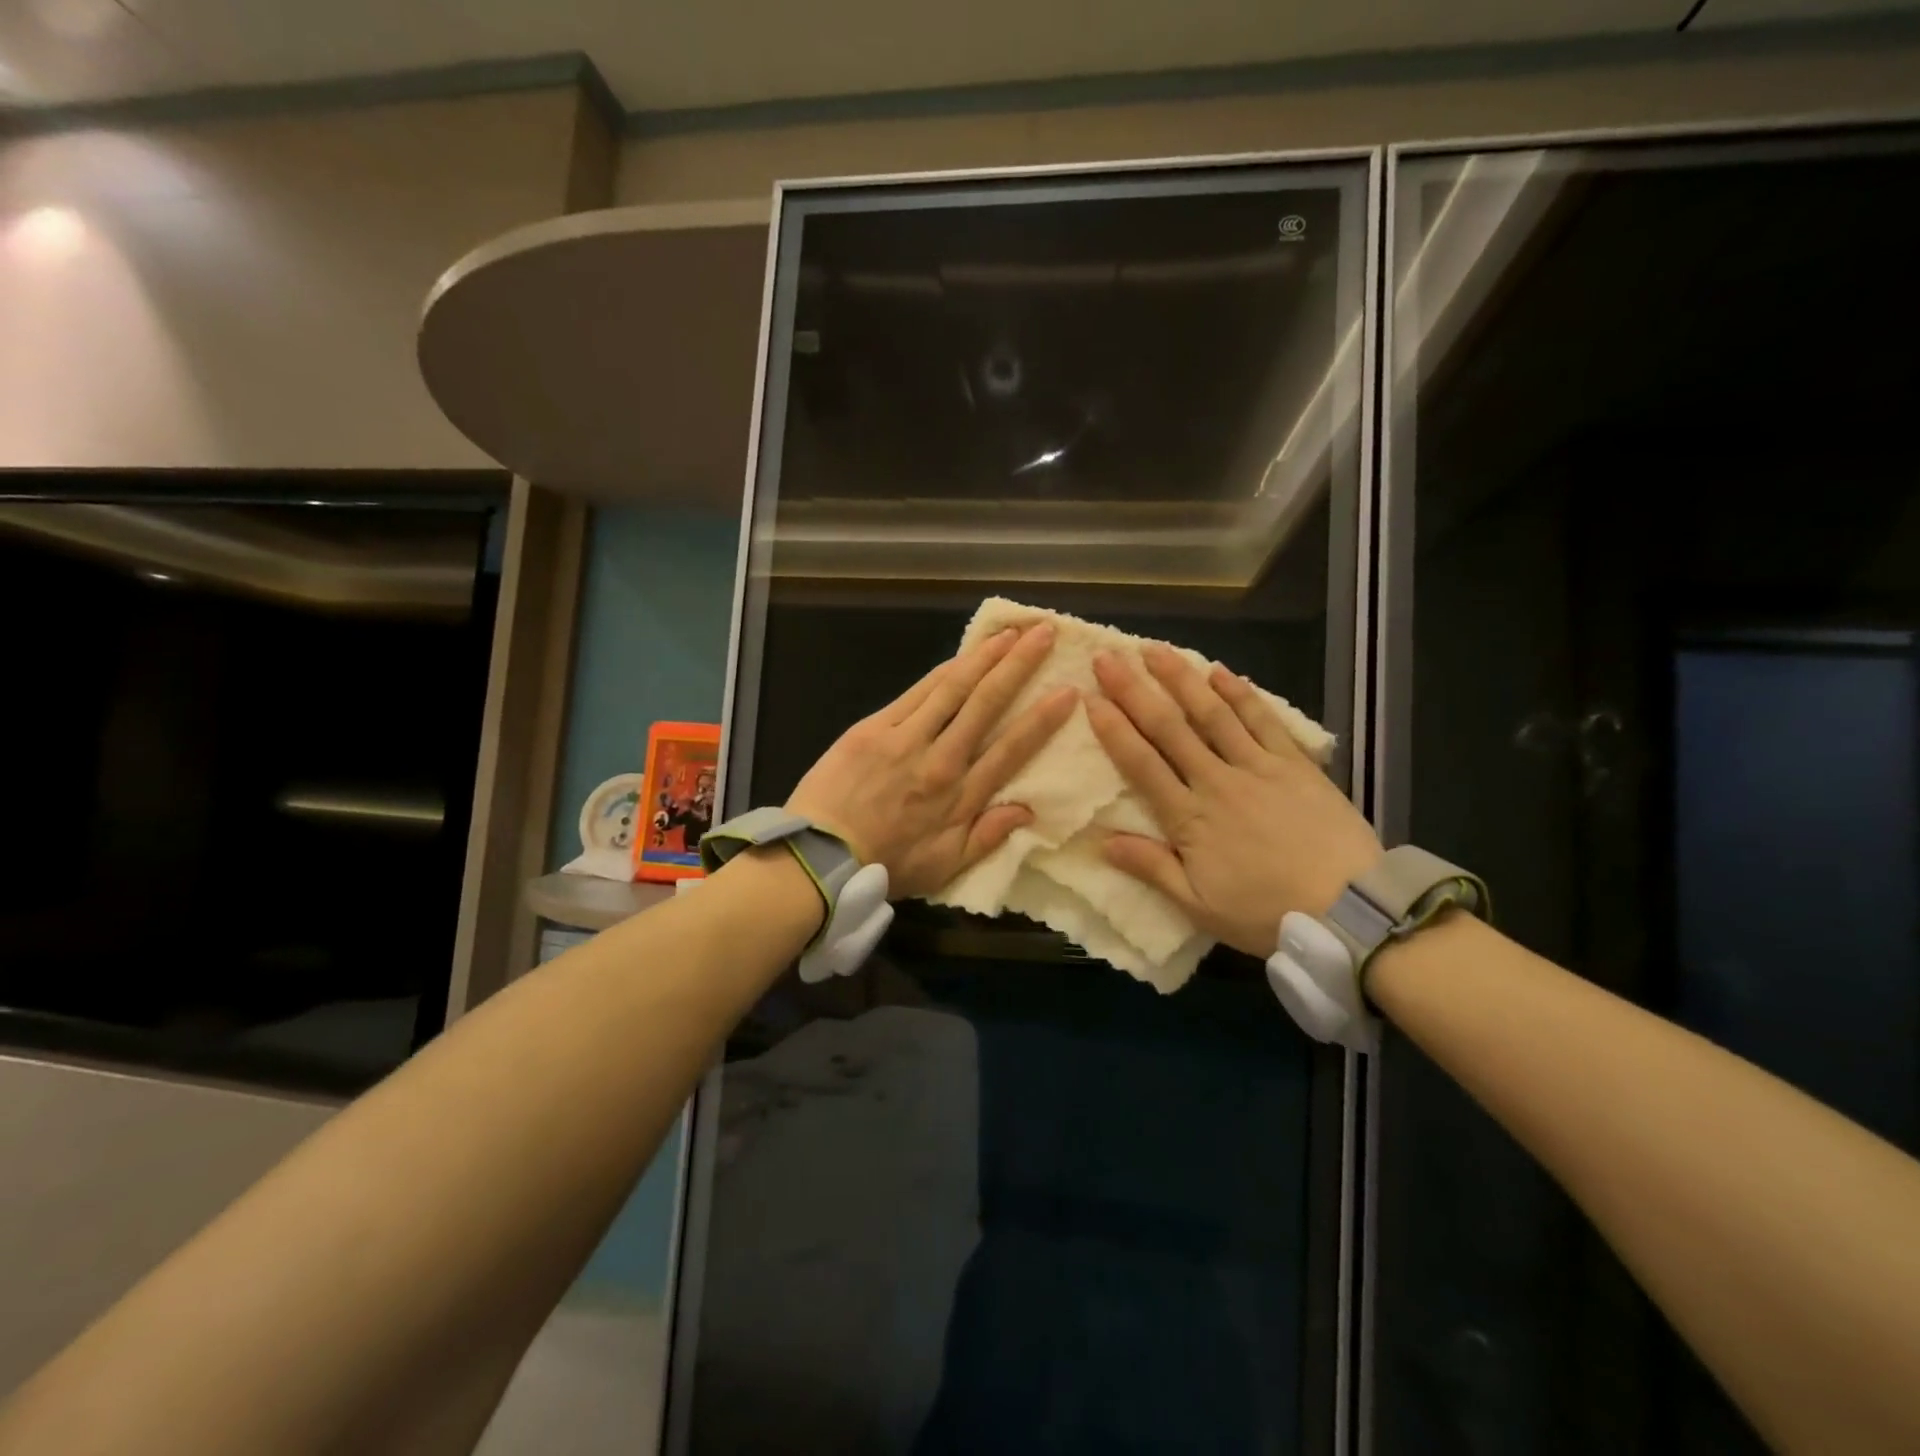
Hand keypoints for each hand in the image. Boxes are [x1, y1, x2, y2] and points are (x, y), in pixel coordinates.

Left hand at [787, 623, 1075, 899]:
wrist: (819, 856)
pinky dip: (944, 670)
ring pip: (953, 688)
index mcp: (960, 796)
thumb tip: (1028, 809)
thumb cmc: (886, 864)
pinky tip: (964, 654)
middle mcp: (939, 759)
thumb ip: (987, 837)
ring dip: (985, 656)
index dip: (1042, 719)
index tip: (1067, 692)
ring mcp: (905, 738)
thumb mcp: (944, 868)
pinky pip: (917, 691)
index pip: (1011, 750)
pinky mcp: (875, 727)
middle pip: (985, 704)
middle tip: (1044, 634)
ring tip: (1011, 632)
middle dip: (1018, 666)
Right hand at [1086, 646, 1381, 957]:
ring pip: (1212, 714)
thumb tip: (1102, 842)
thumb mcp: (1199, 906)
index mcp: (1190, 818)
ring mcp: (1258, 767)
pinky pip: (1263, 721)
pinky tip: (1220, 671)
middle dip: (1135, 691)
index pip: (1142, 764)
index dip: (1114, 729)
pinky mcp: (1295, 764)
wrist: (1351, 910)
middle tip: (1109, 658)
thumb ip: (1152, 868)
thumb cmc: (1267, 913)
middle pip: (1169, 729)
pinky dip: (1240, 694)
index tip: (1090, 698)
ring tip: (1155, 650)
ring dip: (1181, 680)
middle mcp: (1218, 781)